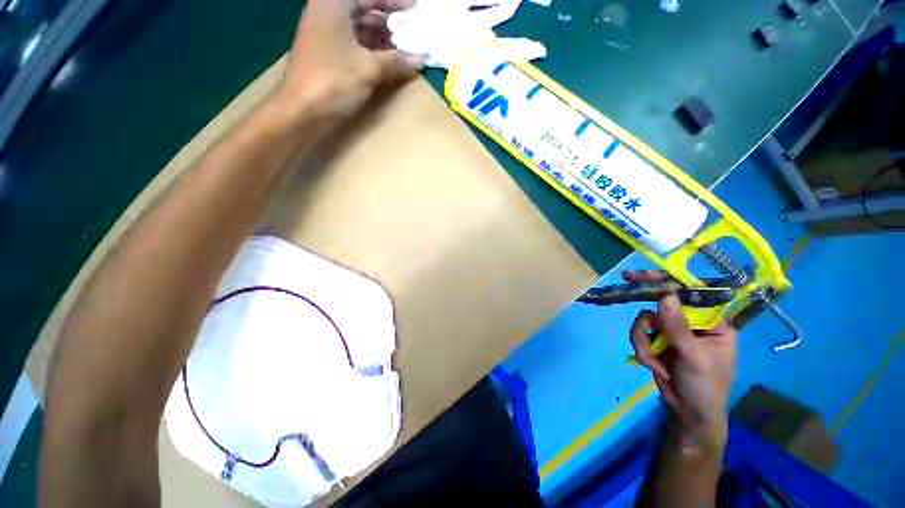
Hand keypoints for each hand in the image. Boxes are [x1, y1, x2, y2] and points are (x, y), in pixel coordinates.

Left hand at [277, 0, 424, 119]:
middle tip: (412, 31)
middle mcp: (327, 12)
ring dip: (383, 38)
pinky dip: (373, 50)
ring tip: (405, 48)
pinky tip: (389, 60)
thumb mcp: (369, 68)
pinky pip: (355, 44)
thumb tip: (421, 58)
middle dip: (390, 21)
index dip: (394, 2)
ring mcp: (325, 33)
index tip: (414, 9)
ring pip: (360, 28)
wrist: (302, 110)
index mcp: (333, 3)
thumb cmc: (333, 81)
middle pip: (364, 9)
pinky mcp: (327, 53)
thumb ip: (396, 60)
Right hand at [625, 270, 736, 446]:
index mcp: (713, 324)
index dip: (670, 282)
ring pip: (645, 319)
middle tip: (626, 281)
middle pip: (663, 303)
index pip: (692, 295)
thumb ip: (678, 327)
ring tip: (650, 360)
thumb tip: (664, 295)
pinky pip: (639, 333)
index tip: (646, 275)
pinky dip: (640, 348)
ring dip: (642, 339)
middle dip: (647, 310)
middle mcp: (691, 323)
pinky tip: (650, 364)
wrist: (688, 413)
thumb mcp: (694, 358)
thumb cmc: (705, 388)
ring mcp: (672, 332)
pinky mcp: (656, 341)